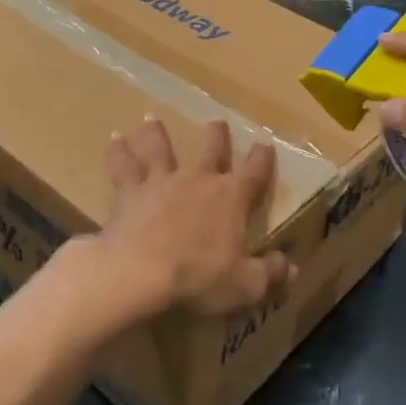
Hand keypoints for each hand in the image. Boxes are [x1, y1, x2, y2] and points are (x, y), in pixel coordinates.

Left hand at [89, 118, 292, 322]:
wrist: (139, 271)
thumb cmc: (197, 278)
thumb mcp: (244, 285)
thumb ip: (269, 275)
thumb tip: (291, 269)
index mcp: (231, 198)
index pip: (254, 173)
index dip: (262, 159)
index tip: (265, 144)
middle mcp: (198, 180)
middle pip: (211, 150)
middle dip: (217, 135)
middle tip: (217, 122)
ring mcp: (162, 182)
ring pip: (160, 148)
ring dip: (157, 133)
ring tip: (151, 119)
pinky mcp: (130, 191)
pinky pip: (122, 166)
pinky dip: (118, 152)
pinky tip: (113, 139)